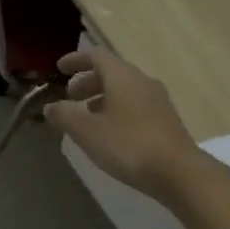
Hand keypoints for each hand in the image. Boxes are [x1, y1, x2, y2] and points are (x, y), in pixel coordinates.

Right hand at [43, 49, 203, 202]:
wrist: (179, 172)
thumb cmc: (129, 146)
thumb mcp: (88, 131)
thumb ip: (65, 115)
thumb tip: (50, 106)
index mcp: (123, 77)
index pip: (97, 56)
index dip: (76, 60)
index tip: (59, 69)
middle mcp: (142, 81)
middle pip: (111, 72)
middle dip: (87, 82)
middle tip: (69, 98)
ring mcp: (157, 100)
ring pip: (123, 89)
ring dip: (101, 97)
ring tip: (85, 117)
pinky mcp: (165, 120)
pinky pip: (134, 104)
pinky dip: (115, 109)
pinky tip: (108, 132)